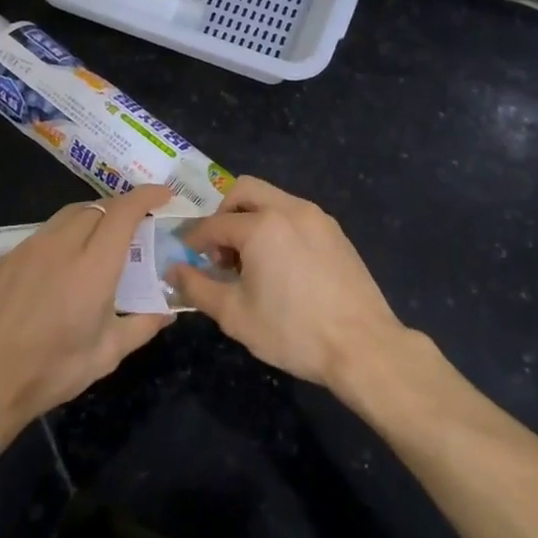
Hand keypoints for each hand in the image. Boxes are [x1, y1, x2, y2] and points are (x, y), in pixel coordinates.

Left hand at [0, 184, 175, 446]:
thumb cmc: (51, 371)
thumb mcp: (106, 355)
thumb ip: (142, 325)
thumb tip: (168, 311)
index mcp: (93, 267)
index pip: (124, 212)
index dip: (146, 196)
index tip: (163, 194)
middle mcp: (61, 246)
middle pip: (96, 207)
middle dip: (120, 209)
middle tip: (133, 227)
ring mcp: (28, 248)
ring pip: (66, 216)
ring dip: (90, 218)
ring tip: (98, 240)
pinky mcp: (4, 258)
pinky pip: (41, 234)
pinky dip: (61, 237)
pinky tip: (59, 265)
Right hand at [167, 176, 405, 391]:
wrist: (364, 346)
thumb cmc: (293, 331)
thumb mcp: (235, 315)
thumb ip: (197, 287)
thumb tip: (173, 270)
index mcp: (261, 226)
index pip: (214, 224)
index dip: (195, 239)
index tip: (187, 256)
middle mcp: (289, 209)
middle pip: (244, 190)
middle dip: (224, 214)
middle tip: (219, 250)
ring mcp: (317, 217)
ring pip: (273, 199)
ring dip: (251, 218)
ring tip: (249, 261)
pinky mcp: (336, 232)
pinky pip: (295, 214)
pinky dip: (277, 226)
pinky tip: (280, 265)